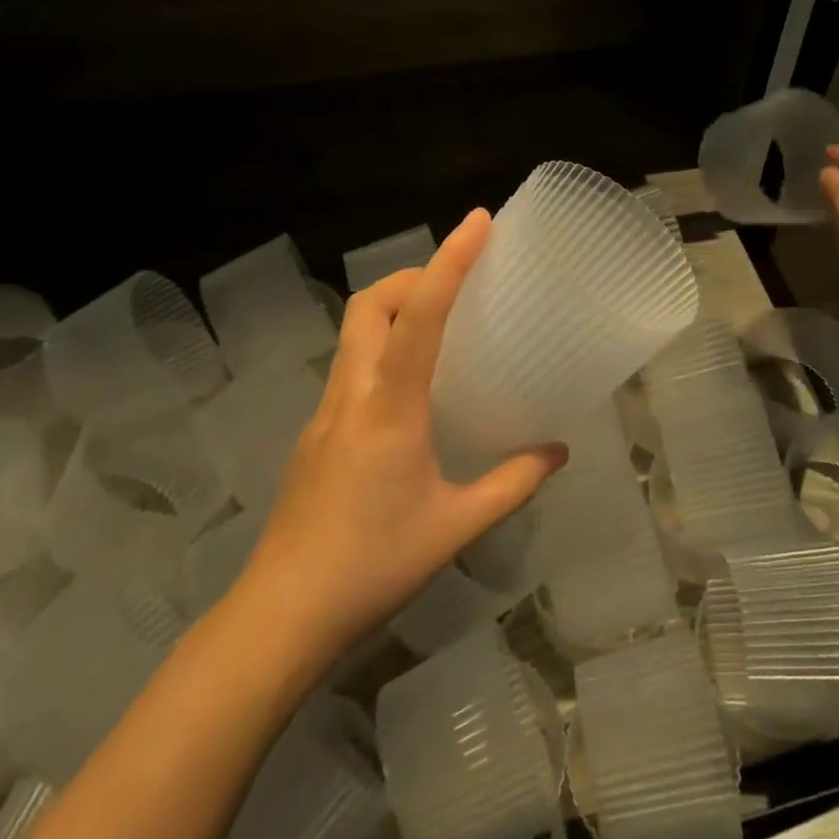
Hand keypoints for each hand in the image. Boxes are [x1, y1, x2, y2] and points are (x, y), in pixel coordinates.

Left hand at [225, 211, 566, 677]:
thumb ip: (511, 483)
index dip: (450, 261)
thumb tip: (557, 451)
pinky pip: (351, 365)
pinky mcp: (315, 432)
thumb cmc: (373, 567)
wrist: (281, 616)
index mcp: (390, 407)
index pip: (421, 314)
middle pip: (371, 304)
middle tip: (458, 284)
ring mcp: (325, 411)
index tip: (478, 222)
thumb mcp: (455, 527)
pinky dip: (383, 347)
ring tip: (441, 326)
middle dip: (414, 276)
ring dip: (396, 309)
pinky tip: (411, 389)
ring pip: (354, 331)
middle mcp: (352, 394)